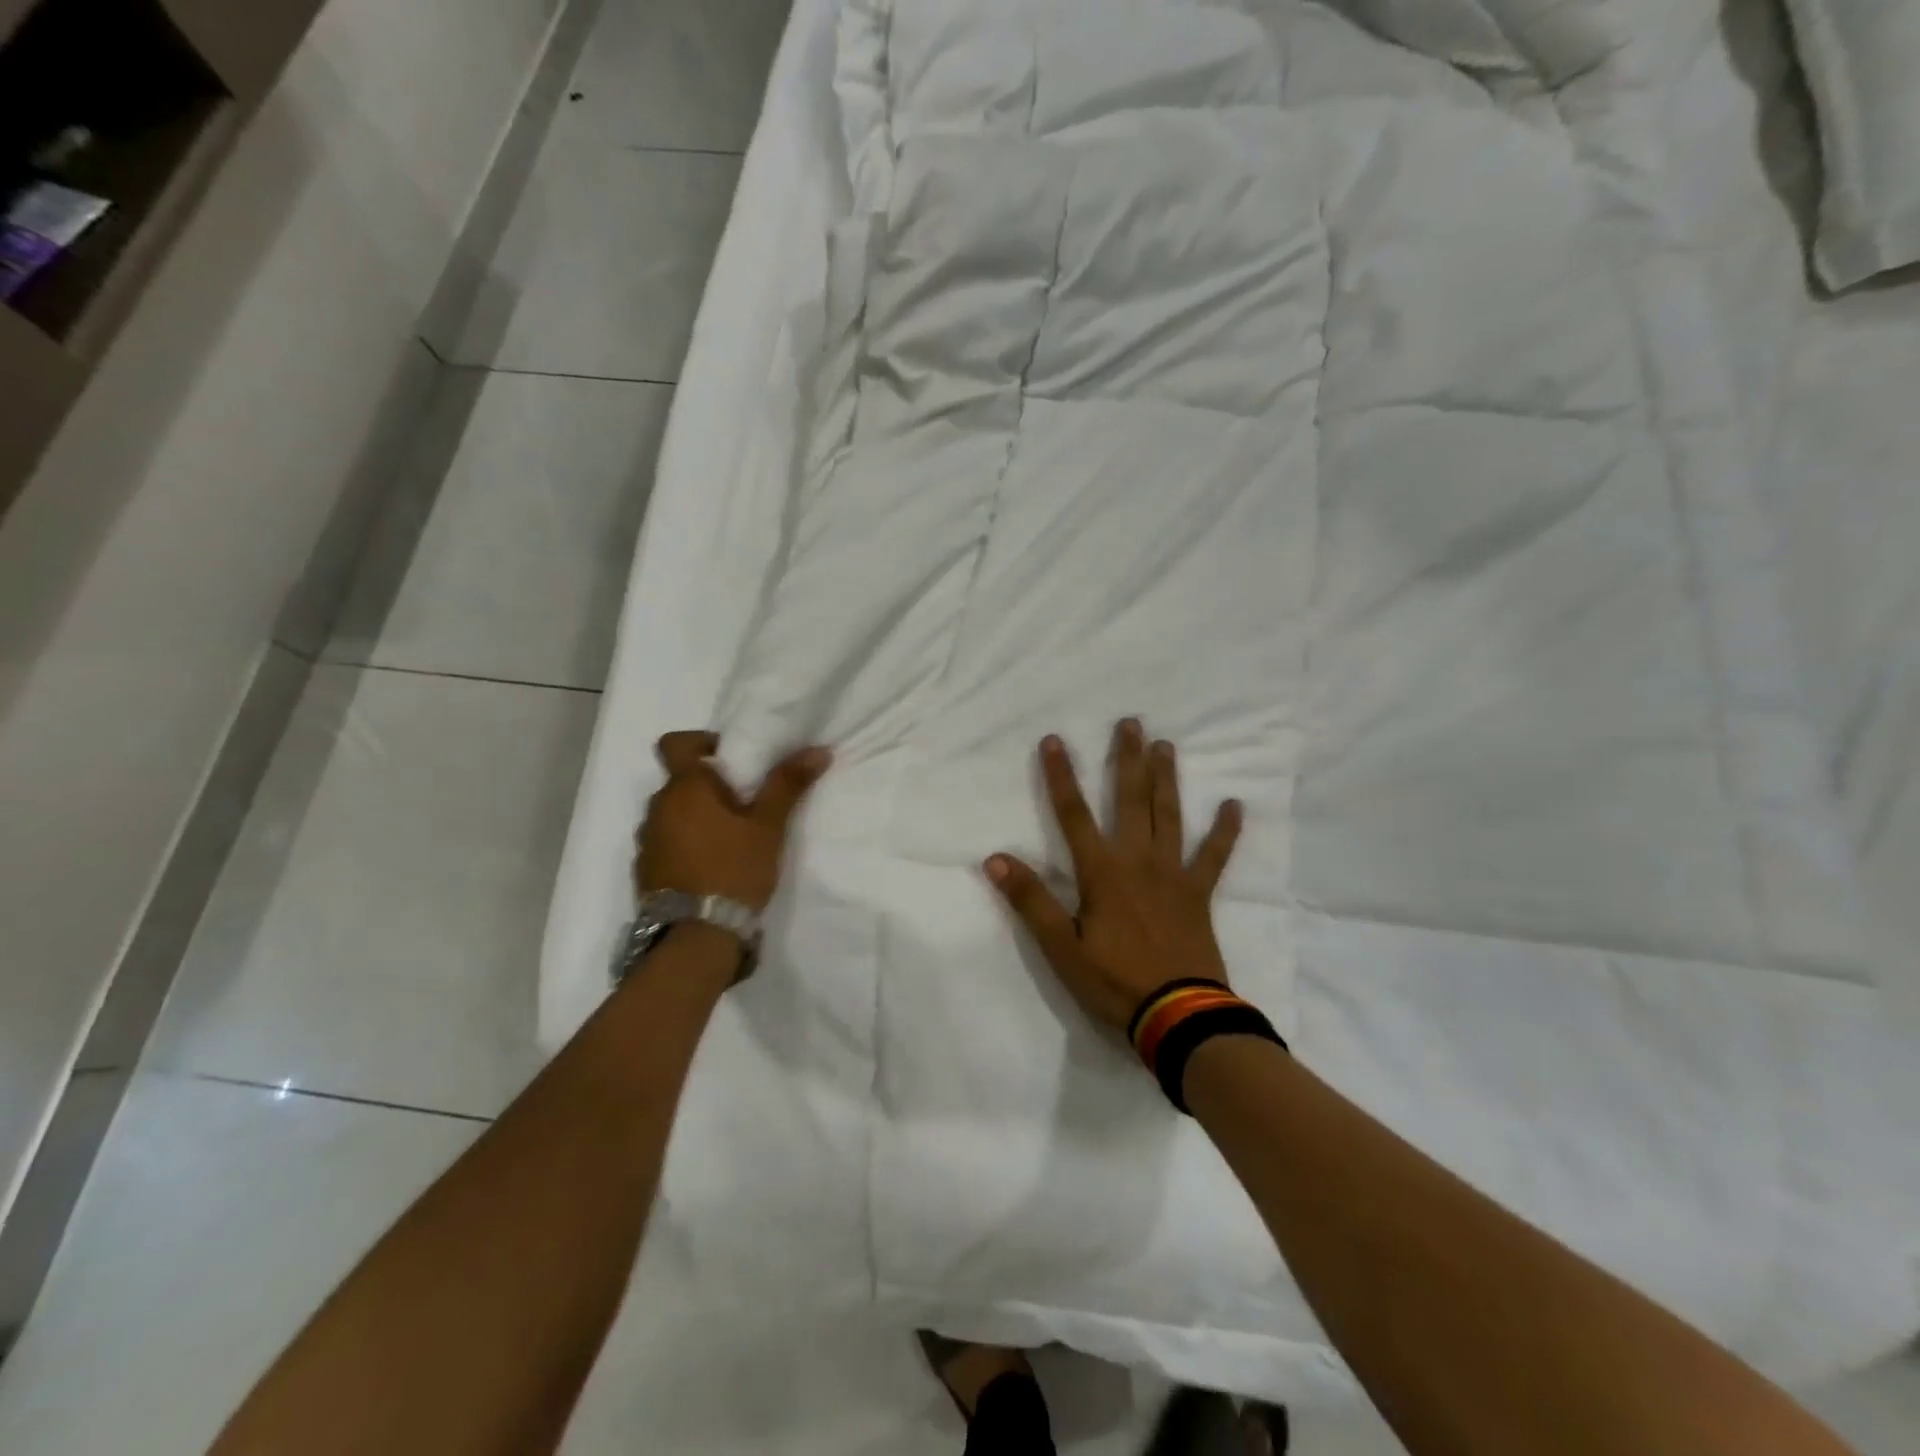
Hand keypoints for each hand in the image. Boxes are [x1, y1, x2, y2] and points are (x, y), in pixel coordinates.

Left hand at [636, 731, 831, 910]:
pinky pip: (665, 844)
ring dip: (695, 818)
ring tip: (729, 839)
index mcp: (684, 788)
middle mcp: (657, 808)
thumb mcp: (769, 827)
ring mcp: (646, 842)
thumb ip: (788, 785)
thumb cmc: (734, 870)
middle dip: (708, 786)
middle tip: (744, 803)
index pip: (675, 743)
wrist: (696, 937)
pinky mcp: (645, 872)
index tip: (730, 758)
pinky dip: (685, 845)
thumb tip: (819, 749)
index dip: (700, 741)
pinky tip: (711, 867)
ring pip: (672, 814)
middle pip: (679, 781)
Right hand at [985, 720, 1241, 1031]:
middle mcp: (1138, 861)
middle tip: (1131, 723)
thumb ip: (1030, 901)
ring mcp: (1173, 874)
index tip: (1053, 740)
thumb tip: (995, 858)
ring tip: (1166, 745)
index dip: (1060, 776)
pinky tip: (1233, 804)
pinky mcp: (1199, 893)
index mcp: (1102, 872)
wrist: (1179, 1016)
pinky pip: (1214, 855)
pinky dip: (1224, 830)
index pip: (1073, 814)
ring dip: (1166, 779)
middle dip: (1127, 760)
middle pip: (1130, 800)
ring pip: (1169, 815)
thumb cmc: (1114, 981)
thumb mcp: (1060, 947)